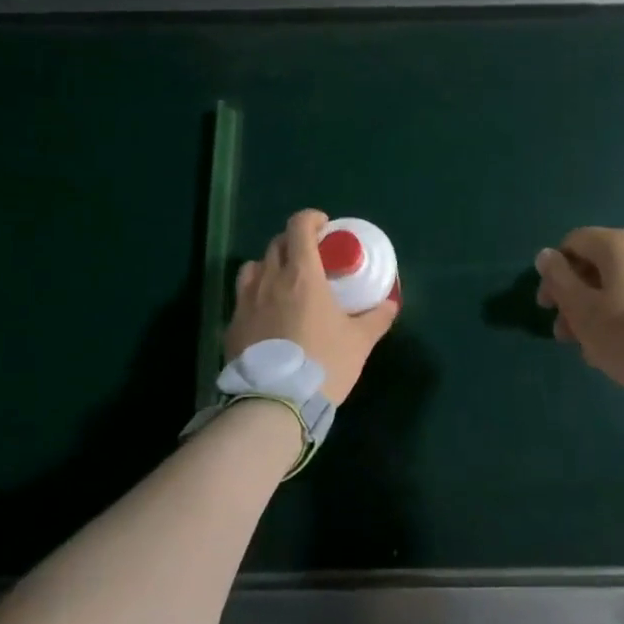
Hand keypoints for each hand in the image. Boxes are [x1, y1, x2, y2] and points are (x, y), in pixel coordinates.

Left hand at [226, 209, 398, 404]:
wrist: (275, 404)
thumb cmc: (324, 364)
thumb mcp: (359, 342)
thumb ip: (377, 318)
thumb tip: (391, 303)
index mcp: (303, 275)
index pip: (299, 226)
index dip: (312, 219)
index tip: (325, 228)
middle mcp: (270, 280)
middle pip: (277, 243)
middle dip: (294, 242)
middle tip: (311, 257)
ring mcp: (246, 302)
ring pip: (253, 267)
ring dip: (270, 266)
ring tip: (284, 283)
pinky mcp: (232, 325)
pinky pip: (242, 297)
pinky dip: (256, 295)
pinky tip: (267, 316)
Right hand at [534, 227, 623, 397]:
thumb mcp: (585, 313)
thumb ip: (560, 281)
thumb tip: (546, 255)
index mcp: (621, 245)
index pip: (575, 242)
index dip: (554, 271)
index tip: (549, 307)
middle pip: (602, 265)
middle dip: (579, 297)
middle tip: (570, 336)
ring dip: (605, 309)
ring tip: (599, 350)